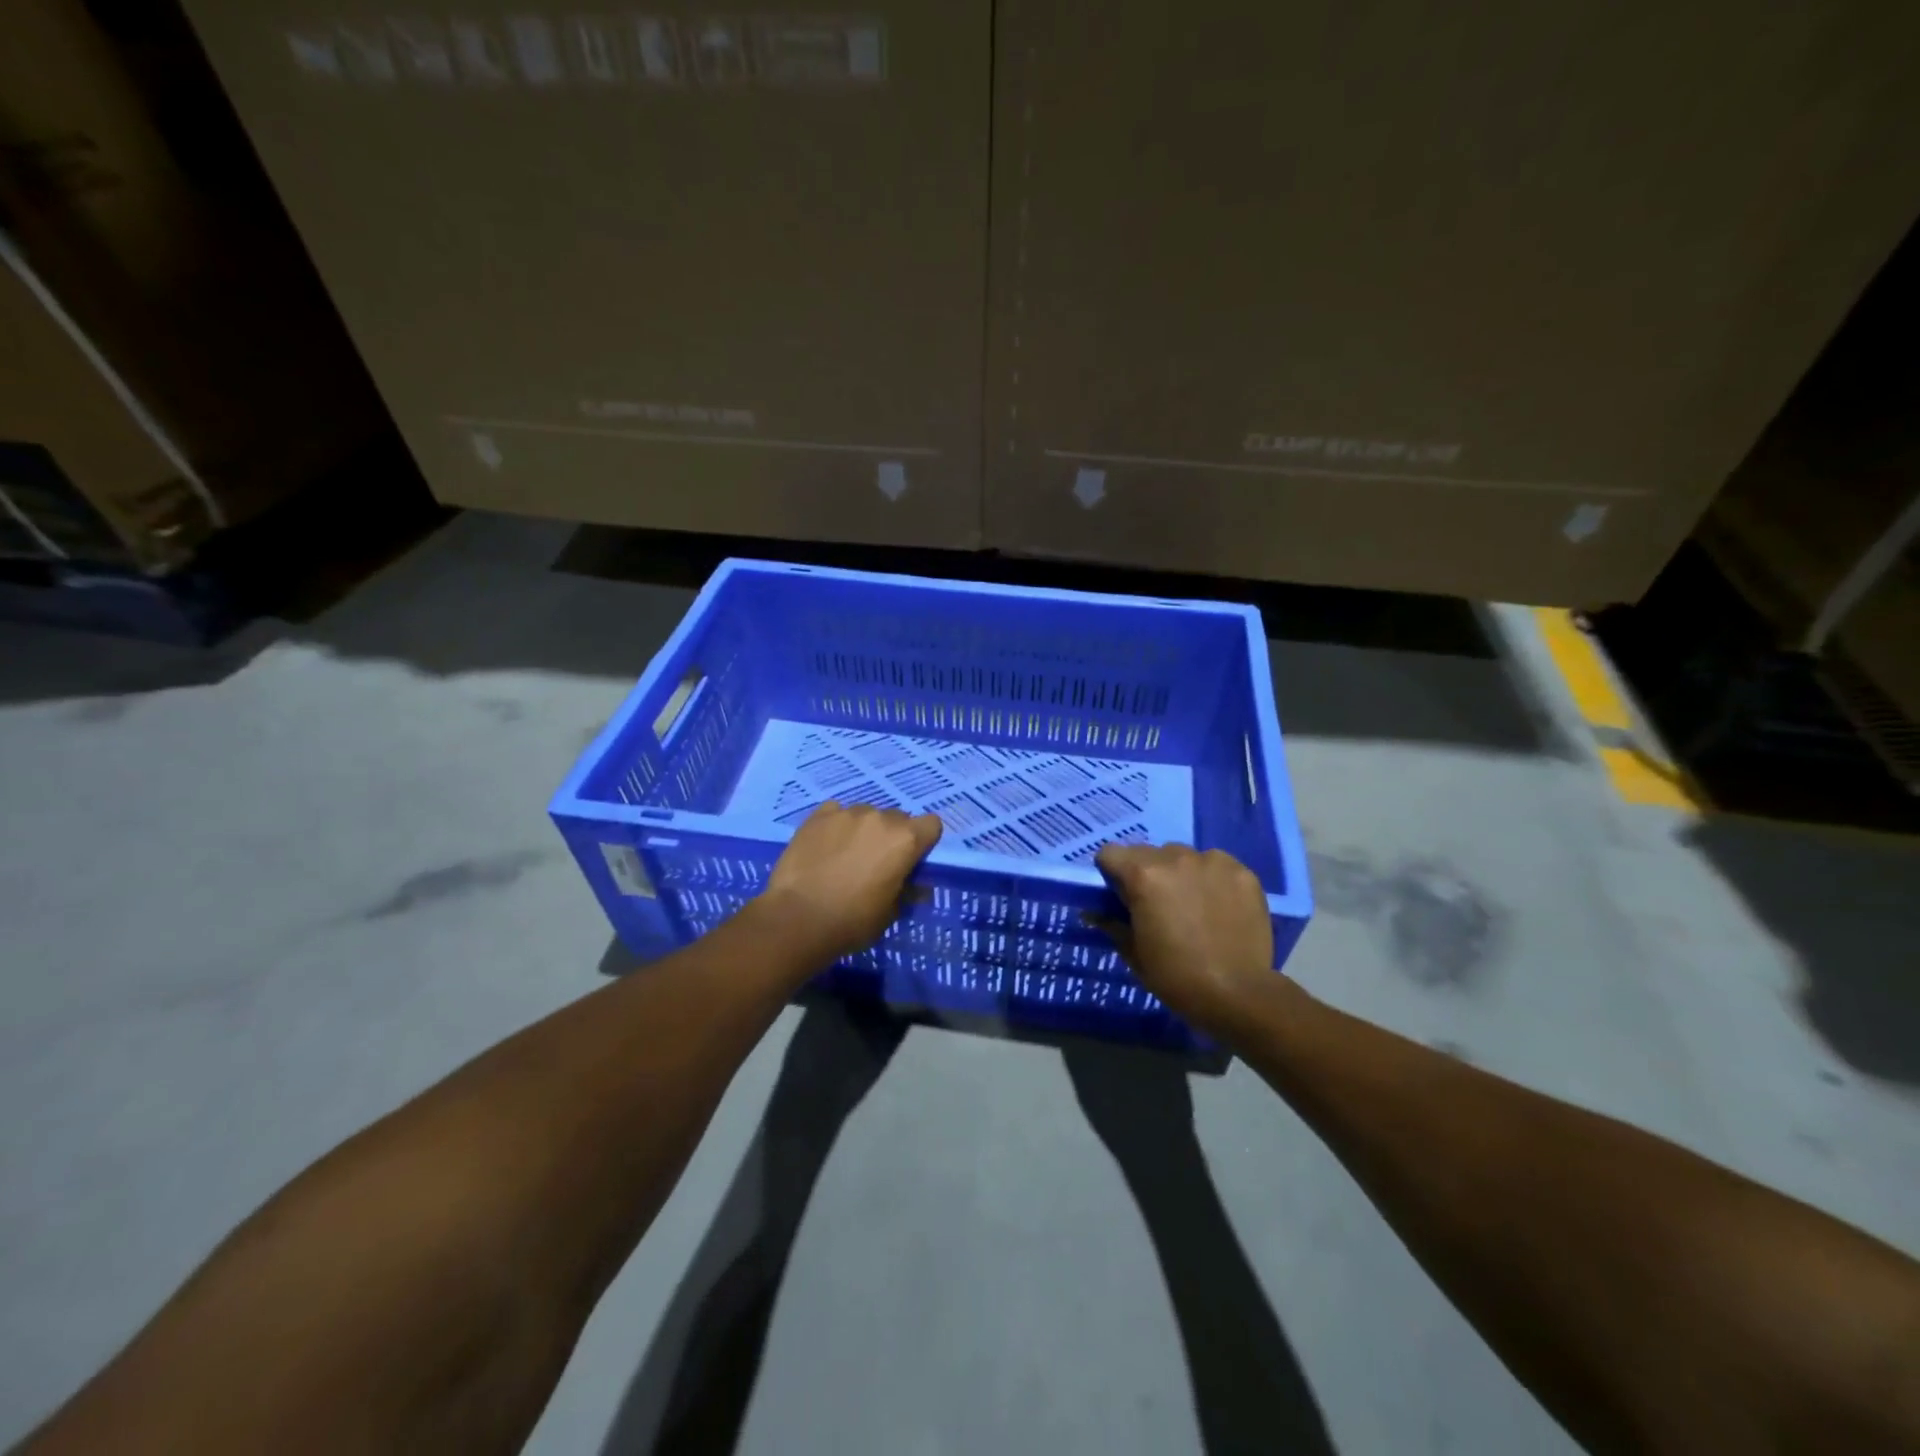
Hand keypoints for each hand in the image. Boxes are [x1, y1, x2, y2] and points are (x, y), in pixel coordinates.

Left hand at [755, 802, 942, 966]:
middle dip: (892, 836)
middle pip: (897, 818)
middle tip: (876, 861)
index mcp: (906, 840)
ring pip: (866, 814)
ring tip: (845, 854)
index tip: (911, 859)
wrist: (798, 918)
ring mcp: (847, 812)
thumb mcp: (890, 913)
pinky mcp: (818, 815)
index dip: (924, 841)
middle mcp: (880, 818)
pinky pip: (836, 812)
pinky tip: (825, 845)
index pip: (931, 825)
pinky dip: (835, 825)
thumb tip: (918, 887)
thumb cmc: (852, 921)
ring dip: (863, 829)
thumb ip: (907, 892)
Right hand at [1094, 844, 1274, 1037]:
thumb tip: (1094, 913)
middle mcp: (1176, 857)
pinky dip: (1212, 880)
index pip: (1110, 853)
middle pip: (1148, 852)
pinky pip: (1217, 866)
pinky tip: (1220, 906)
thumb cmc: (1176, 976)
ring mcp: (1213, 862)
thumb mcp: (1134, 953)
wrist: (1238, 994)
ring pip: (1184, 856)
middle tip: (1157, 904)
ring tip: (1193, 904)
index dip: (1111, 873)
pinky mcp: (1243, 872)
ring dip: (1180, 873)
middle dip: (1147, 873)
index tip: (1120, 895)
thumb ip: (1113, 924)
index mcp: (1143, 875)